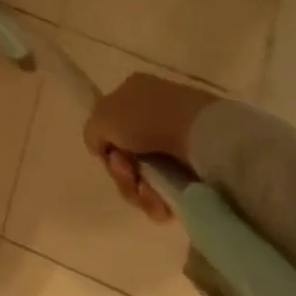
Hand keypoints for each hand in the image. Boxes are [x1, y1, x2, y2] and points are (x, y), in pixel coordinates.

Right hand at [83, 73, 219, 222]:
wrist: (202, 136)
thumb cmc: (147, 118)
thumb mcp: (102, 117)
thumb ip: (92, 132)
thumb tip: (100, 149)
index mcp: (133, 92)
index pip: (110, 125)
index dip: (107, 146)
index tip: (111, 157)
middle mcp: (155, 114)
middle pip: (127, 155)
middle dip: (122, 173)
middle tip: (129, 176)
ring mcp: (178, 141)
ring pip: (146, 176)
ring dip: (139, 191)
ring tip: (149, 196)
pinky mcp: (198, 169)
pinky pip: (169, 190)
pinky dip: (161, 200)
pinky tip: (162, 204)